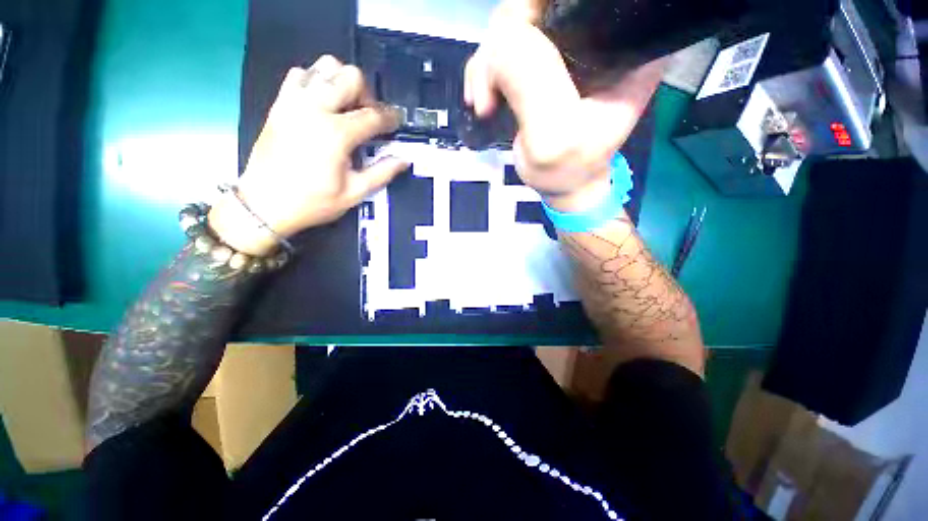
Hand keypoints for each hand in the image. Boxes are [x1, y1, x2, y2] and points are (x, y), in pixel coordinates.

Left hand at [209, 55, 407, 255]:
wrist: (265, 204)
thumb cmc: (313, 202)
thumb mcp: (355, 193)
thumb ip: (382, 173)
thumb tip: (403, 159)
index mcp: (336, 133)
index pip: (373, 115)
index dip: (390, 118)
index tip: (396, 123)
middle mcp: (315, 108)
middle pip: (350, 77)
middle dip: (367, 94)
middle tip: (368, 117)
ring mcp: (294, 102)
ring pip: (324, 66)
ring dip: (342, 82)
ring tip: (346, 106)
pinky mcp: (280, 104)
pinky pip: (300, 74)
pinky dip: (316, 81)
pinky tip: (321, 103)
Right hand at [464, 0, 665, 211]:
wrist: (563, 183)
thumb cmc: (567, 169)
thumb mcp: (553, 136)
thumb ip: (532, 83)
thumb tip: (500, 35)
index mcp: (624, 43)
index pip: (575, 0)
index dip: (534, 11)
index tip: (506, 57)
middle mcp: (598, 33)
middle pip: (539, 7)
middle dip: (502, 45)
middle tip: (487, 96)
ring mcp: (568, 46)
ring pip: (515, 24)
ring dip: (488, 63)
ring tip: (484, 104)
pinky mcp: (543, 61)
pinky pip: (504, 47)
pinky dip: (485, 70)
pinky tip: (482, 98)